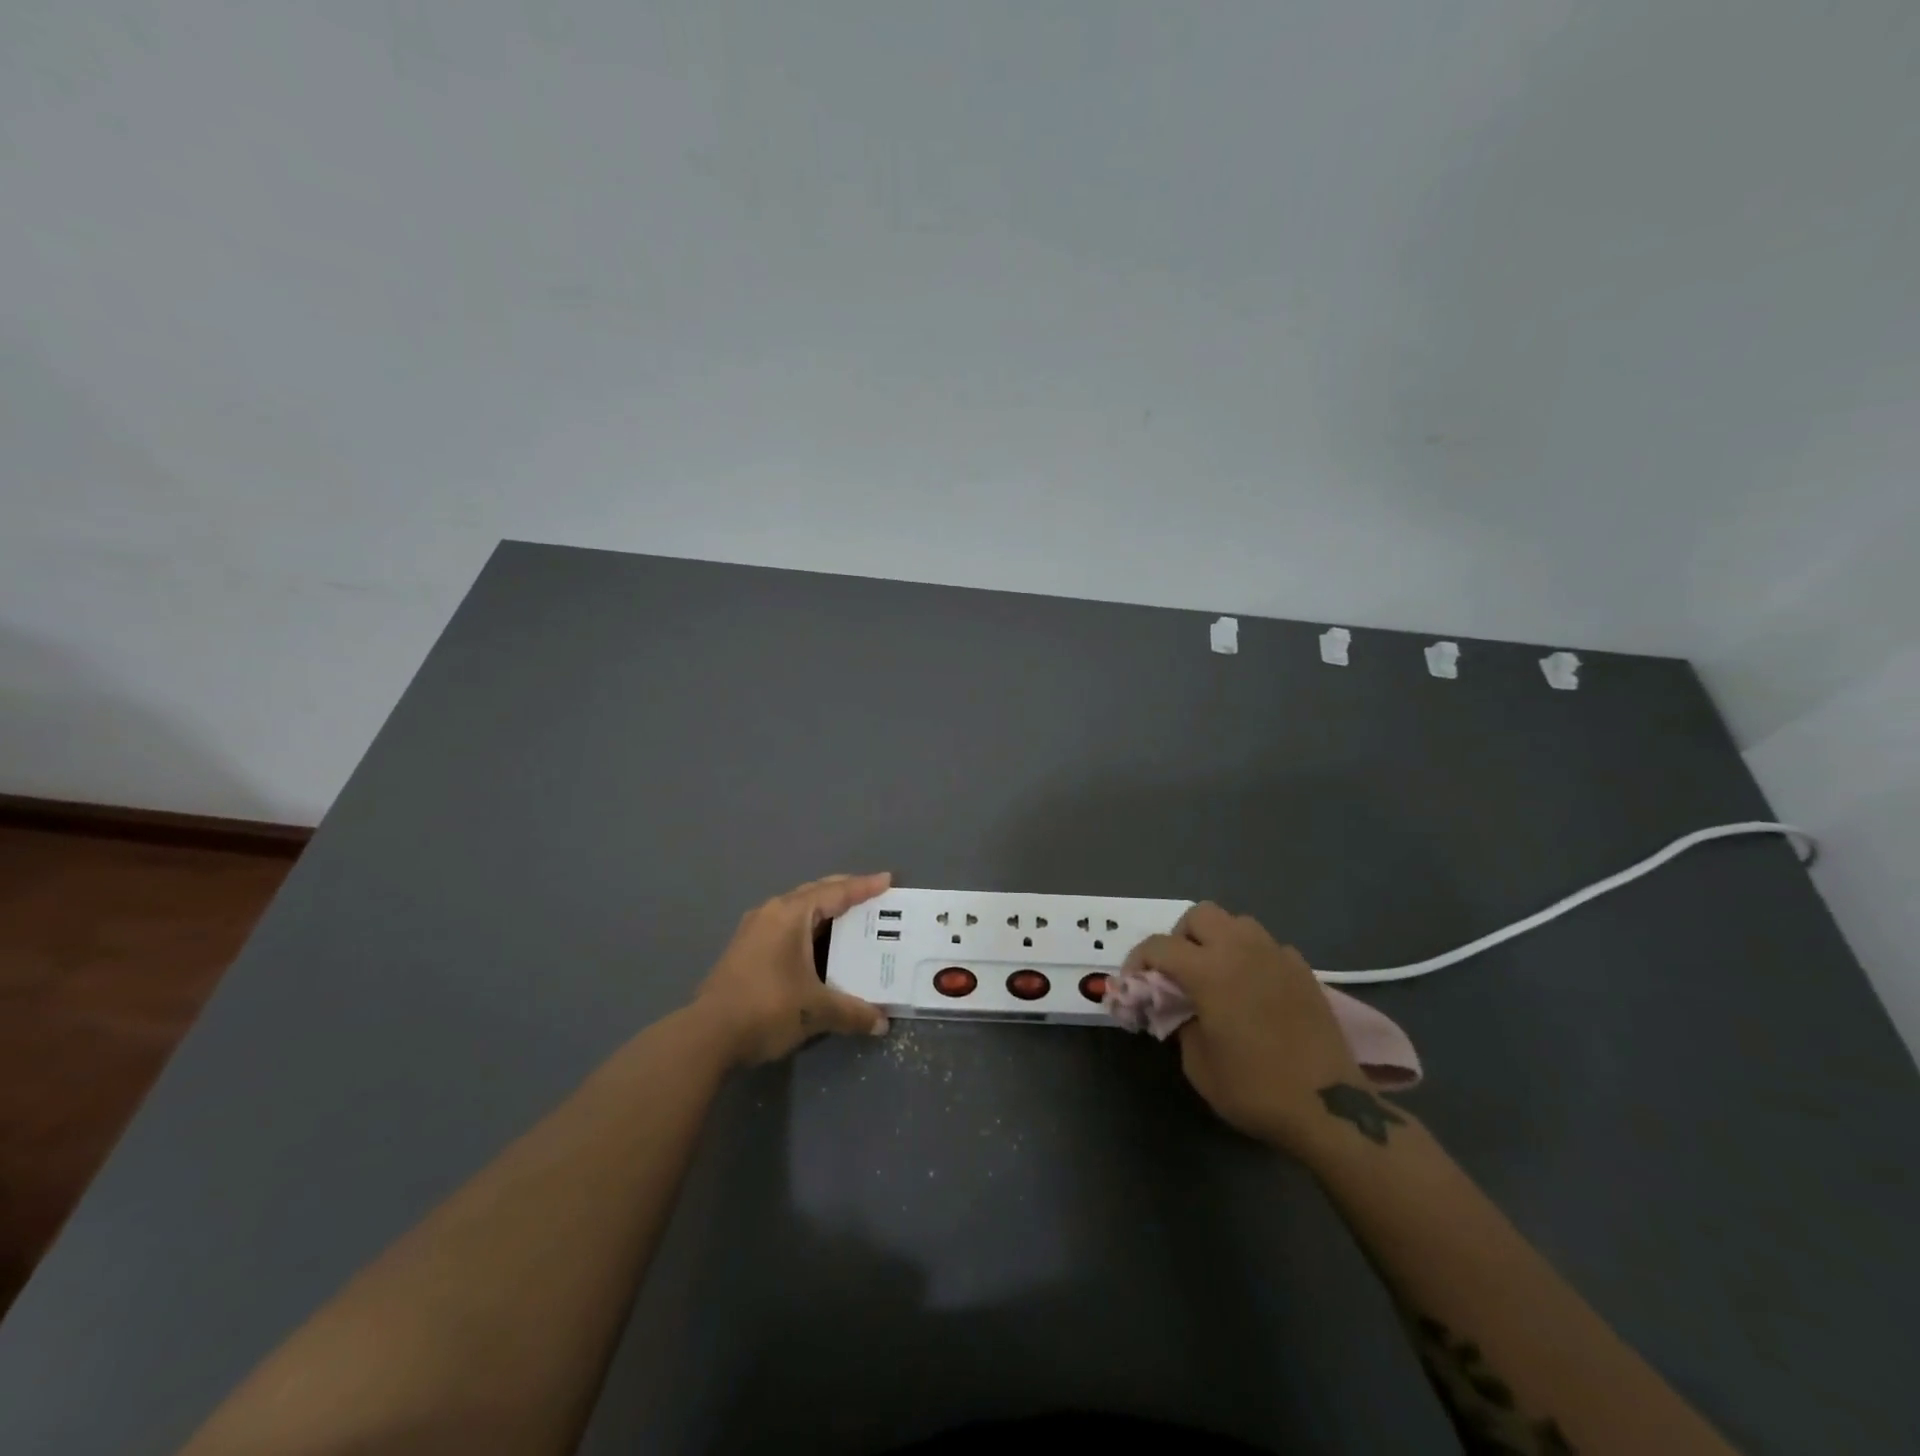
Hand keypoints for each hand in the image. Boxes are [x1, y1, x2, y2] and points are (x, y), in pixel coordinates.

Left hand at [692, 874, 892, 1064]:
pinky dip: (807, 929)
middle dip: (843, 893)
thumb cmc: (767, 1008)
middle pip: (814, 893)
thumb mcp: (817, 1010)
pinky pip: (784, 926)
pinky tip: (816, 946)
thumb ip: (853, 1012)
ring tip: (848, 919)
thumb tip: (882, 1024)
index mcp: (790, 914)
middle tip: (871, 896)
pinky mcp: (744, 951)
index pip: (835, 892)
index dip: (864, 887)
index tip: (888, 880)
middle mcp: (770, 913)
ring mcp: (753, 931)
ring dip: (823, 912)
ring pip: (796, 910)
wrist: (707, 1036)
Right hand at [1121, 902, 1363, 1149]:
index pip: (1159, 946)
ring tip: (1216, 973)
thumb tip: (1177, 1007)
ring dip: (1218, 939)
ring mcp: (1276, 955)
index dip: (1138, 961)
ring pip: (1237, 922)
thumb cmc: (1255, 1088)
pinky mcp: (1303, 970)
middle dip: (1180, 937)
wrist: (1329, 1106)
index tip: (1134, 984)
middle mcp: (1241, 950)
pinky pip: (1267, 945)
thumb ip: (1179, 1023)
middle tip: (1178, 972)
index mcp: (1209, 970)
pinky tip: (1252, 988)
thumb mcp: (1198, 1064)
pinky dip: (1251, 956)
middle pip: (1199, 915)